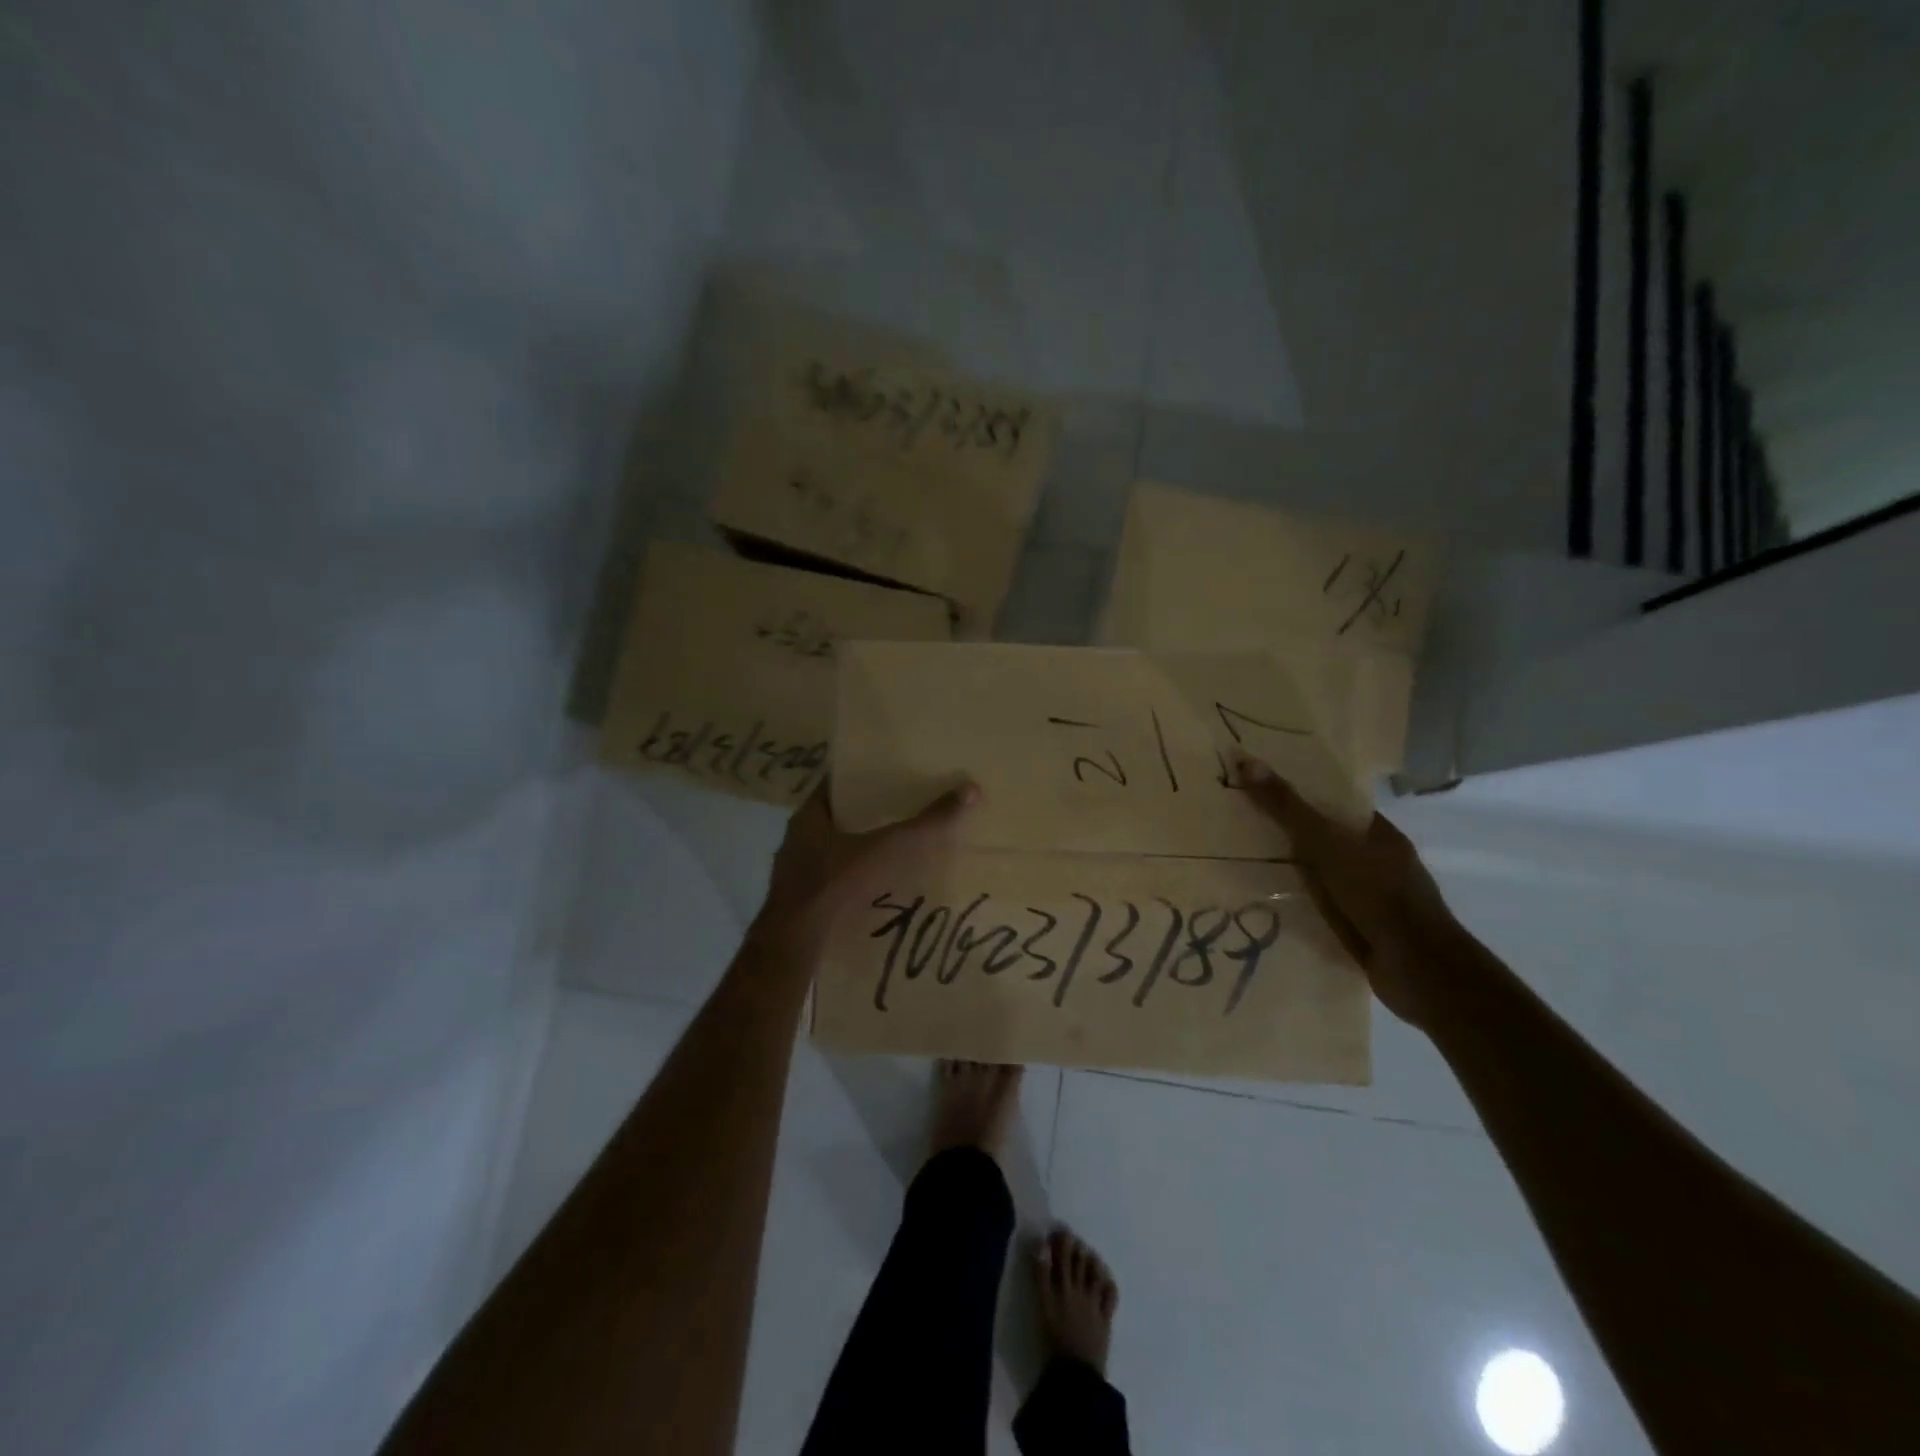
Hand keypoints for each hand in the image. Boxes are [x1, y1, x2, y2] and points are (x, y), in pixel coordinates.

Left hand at [754, 778, 978, 949]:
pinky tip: (875, 885)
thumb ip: (926, 824)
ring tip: (892, 848)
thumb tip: (969, 789)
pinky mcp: (801, 901)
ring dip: (858, 847)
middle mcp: (797, 839)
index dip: (861, 777)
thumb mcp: (887, 849)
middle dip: (865, 814)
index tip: (890, 774)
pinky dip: (851, 877)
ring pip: (831, 849)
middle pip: (835, 817)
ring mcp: (795, 872)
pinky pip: (830, 879)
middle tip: (900, 809)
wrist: (795, 942)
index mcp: (809, 816)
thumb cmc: (835, 883)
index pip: (835, 784)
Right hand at [1238, 758, 1455, 1028]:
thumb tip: (1247, 761)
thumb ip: (1288, 808)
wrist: (1418, 969)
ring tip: (1238, 862)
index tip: (1259, 789)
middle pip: (1325, 840)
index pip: (1335, 806)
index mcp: (1379, 835)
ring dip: (1290, 873)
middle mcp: (1377, 863)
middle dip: (1288, 835)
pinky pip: (1320, 908)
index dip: (1300, 795)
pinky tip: (1263, 903)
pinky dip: (1297, 904)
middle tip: (1237, 823)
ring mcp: (1370, 899)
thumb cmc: (1378, 895)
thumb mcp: (1327, 844)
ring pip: (1321, 876)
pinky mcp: (1361, 930)